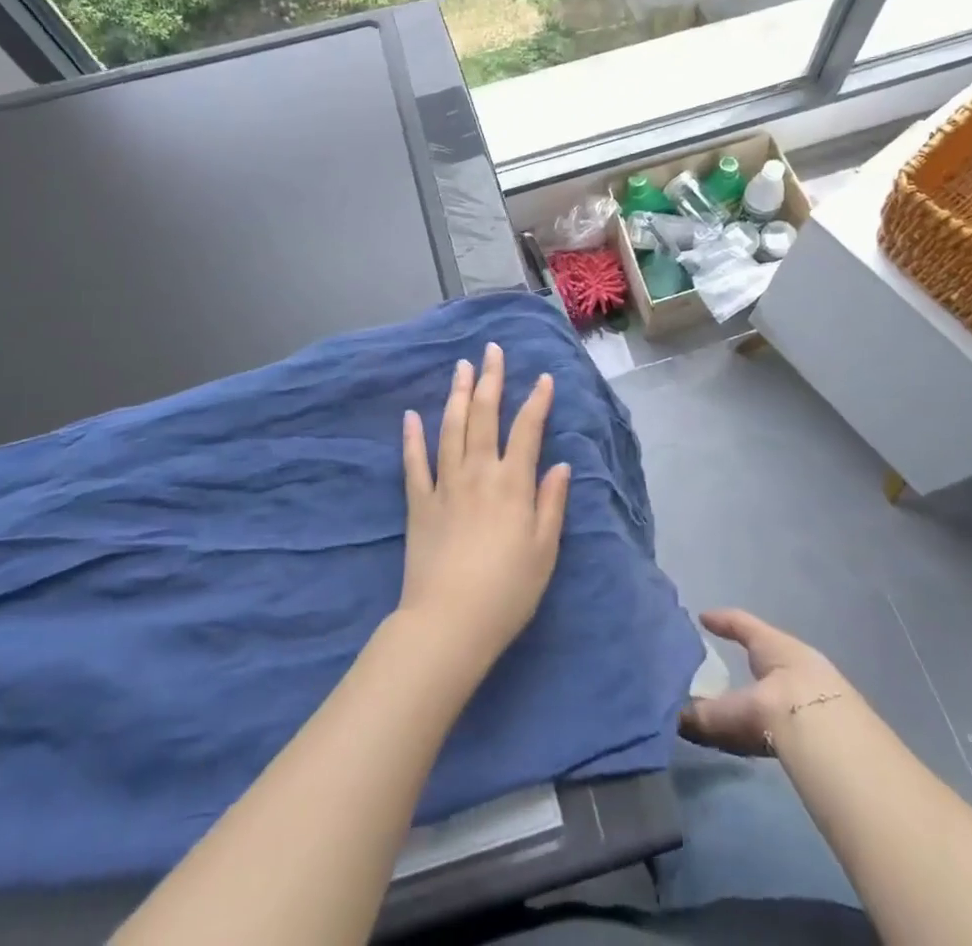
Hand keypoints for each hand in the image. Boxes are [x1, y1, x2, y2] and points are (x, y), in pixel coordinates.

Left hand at [398, 343, 570, 675]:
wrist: (450, 622)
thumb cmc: (507, 591)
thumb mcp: (545, 550)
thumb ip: (552, 503)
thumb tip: (561, 464)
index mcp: (512, 483)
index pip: (527, 429)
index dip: (537, 401)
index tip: (542, 377)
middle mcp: (478, 472)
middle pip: (484, 415)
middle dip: (490, 380)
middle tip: (490, 350)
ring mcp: (444, 484)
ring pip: (450, 428)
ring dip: (456, 394)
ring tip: (460, 367)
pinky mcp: (418, 503)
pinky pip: (413, 462)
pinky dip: (411, 437)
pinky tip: (410, 415)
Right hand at [681, 609, 856, 756]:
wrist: (837, 738)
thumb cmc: (781, 701)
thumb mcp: (737, 707)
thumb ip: (708, 716)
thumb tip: (676, 718)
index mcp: (772, 645)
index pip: (742, 624)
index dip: (722, 621)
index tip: (703, 617)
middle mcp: (796, 660)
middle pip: (768, 654)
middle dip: (749, 661)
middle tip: (726, 669)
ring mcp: (819, 689)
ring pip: (783, 685)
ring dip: (764, 694)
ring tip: (743, 708)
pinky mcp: (833, 721)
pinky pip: (794, 714)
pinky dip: (776, 721)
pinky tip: (766, 736)